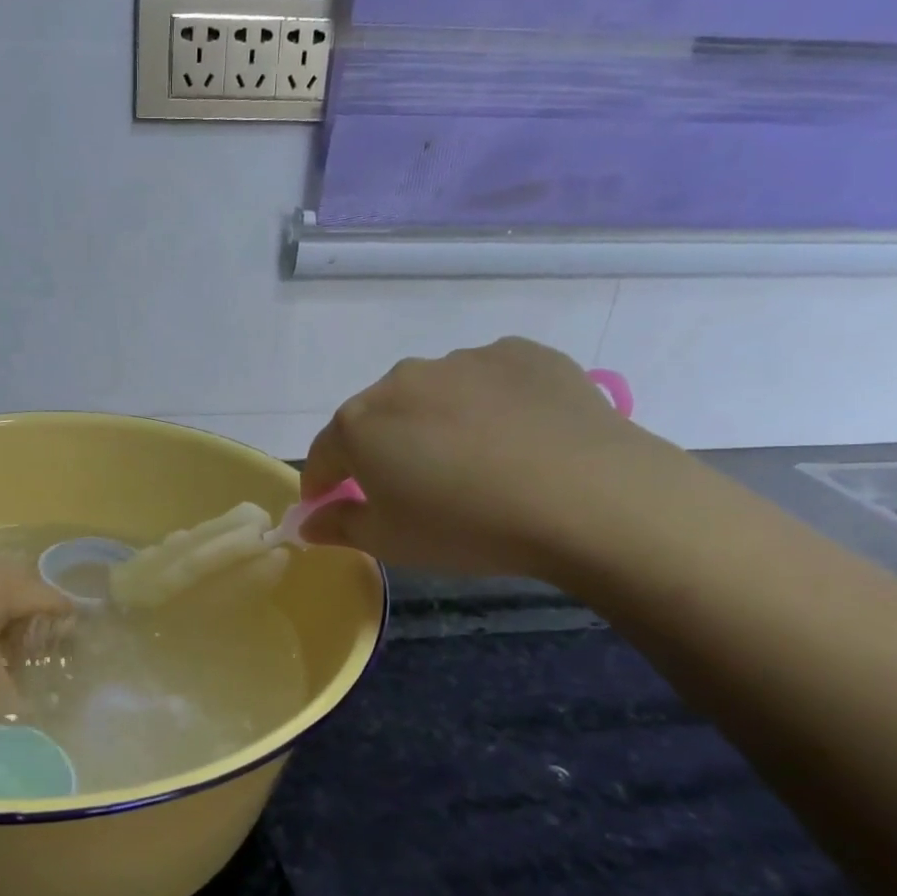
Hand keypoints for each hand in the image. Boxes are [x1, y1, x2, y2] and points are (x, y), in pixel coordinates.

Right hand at [300, 338, 656, 576]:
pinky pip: (486, 381)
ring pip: (431, 395)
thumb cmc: (467, 526)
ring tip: (473, 462)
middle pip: (376, 418)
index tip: (330, 504)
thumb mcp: (392, 542)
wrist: (587, 496)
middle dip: (380, 450)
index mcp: (359, 423)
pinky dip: (486, 404)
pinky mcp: (521, 353)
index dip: (323, 483)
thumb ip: (340, 526)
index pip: (324, 454)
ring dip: (434, 423)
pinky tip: (515, 436)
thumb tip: (308, 522)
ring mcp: (464, 360)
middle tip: (409, 487)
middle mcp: (402, 380)